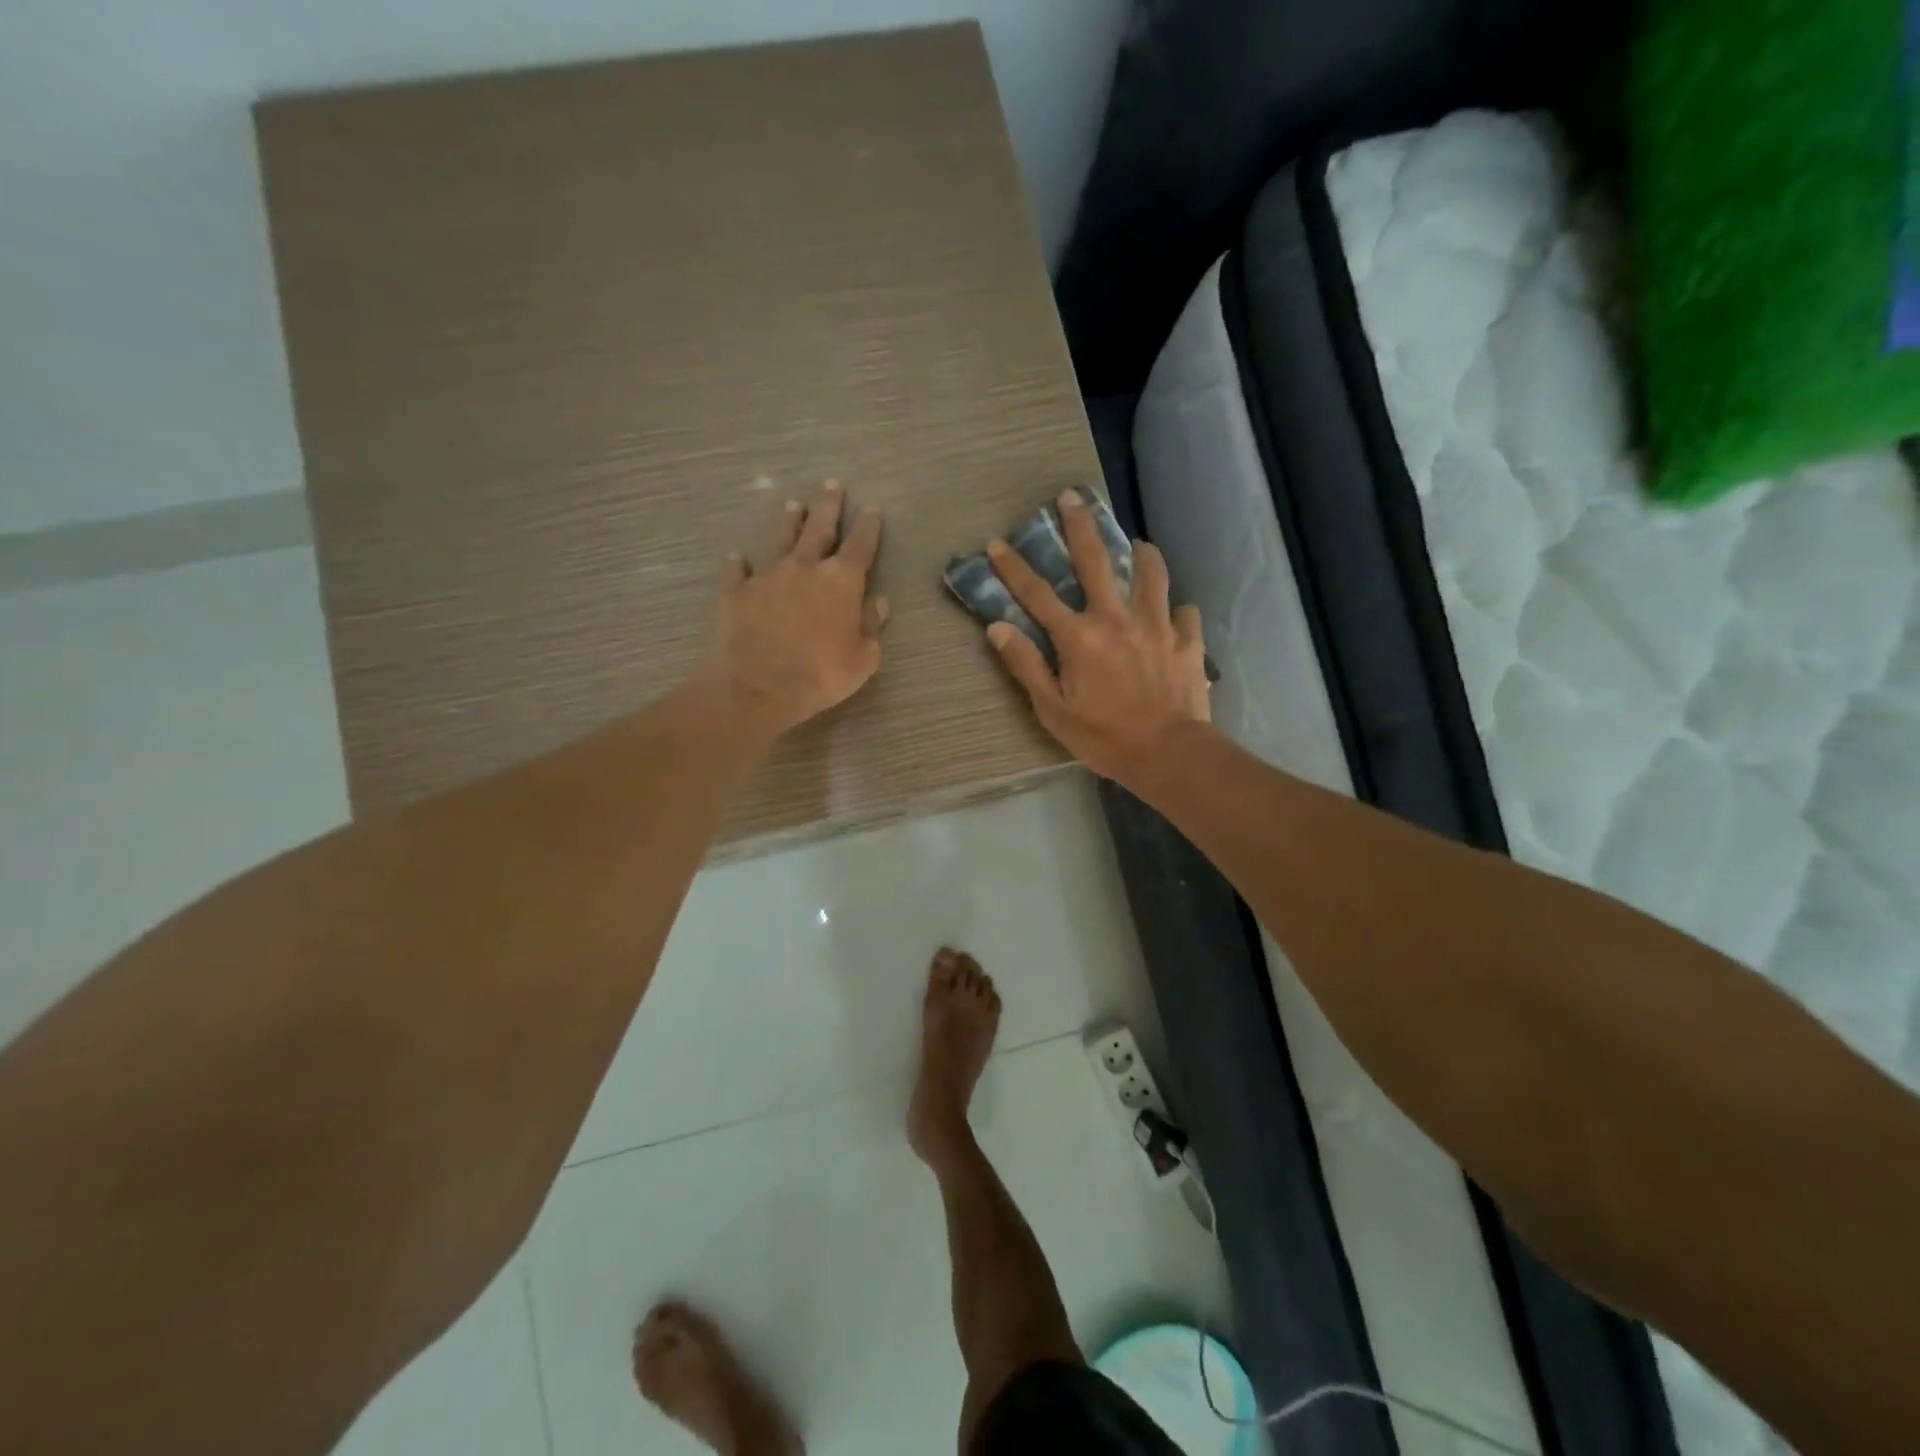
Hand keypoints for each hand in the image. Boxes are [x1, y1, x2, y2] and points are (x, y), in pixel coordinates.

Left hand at [707, 480, 887, 743]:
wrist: (758, 687)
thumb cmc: (821, 675)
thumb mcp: (863, 659)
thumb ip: (872, 627)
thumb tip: (878, 602)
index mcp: (841, 582)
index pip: (860, 546)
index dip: (868, 527)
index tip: (872, 510)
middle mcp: (805, 568)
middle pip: (819, 529)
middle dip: (828, 506)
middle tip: (831, 484)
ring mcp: (767, 577)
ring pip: (780, 539)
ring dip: (788, 522)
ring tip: (792, 505)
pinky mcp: (736, 592)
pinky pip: (737, 570)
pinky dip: (738, 563)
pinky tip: (736, 556)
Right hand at [984, 490, 1209, 782]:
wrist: (1169, 754)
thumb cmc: (1103, 738)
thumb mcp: (1052, 711)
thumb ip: (1026, 667)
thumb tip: (998, 629)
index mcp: (1079, 637)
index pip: (1037, 595)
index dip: (1013, 568)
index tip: (997, 542)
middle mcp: (1116, 619)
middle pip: (1096, 561)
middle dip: (1079, 526)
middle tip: (1072, 497)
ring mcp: (1156, 625)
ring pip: (1151, 573)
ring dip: (1141, 554)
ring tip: (1138, 545)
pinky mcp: (1187, 640)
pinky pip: (1185, 611)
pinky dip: (1177, 609)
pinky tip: (1174, 613)